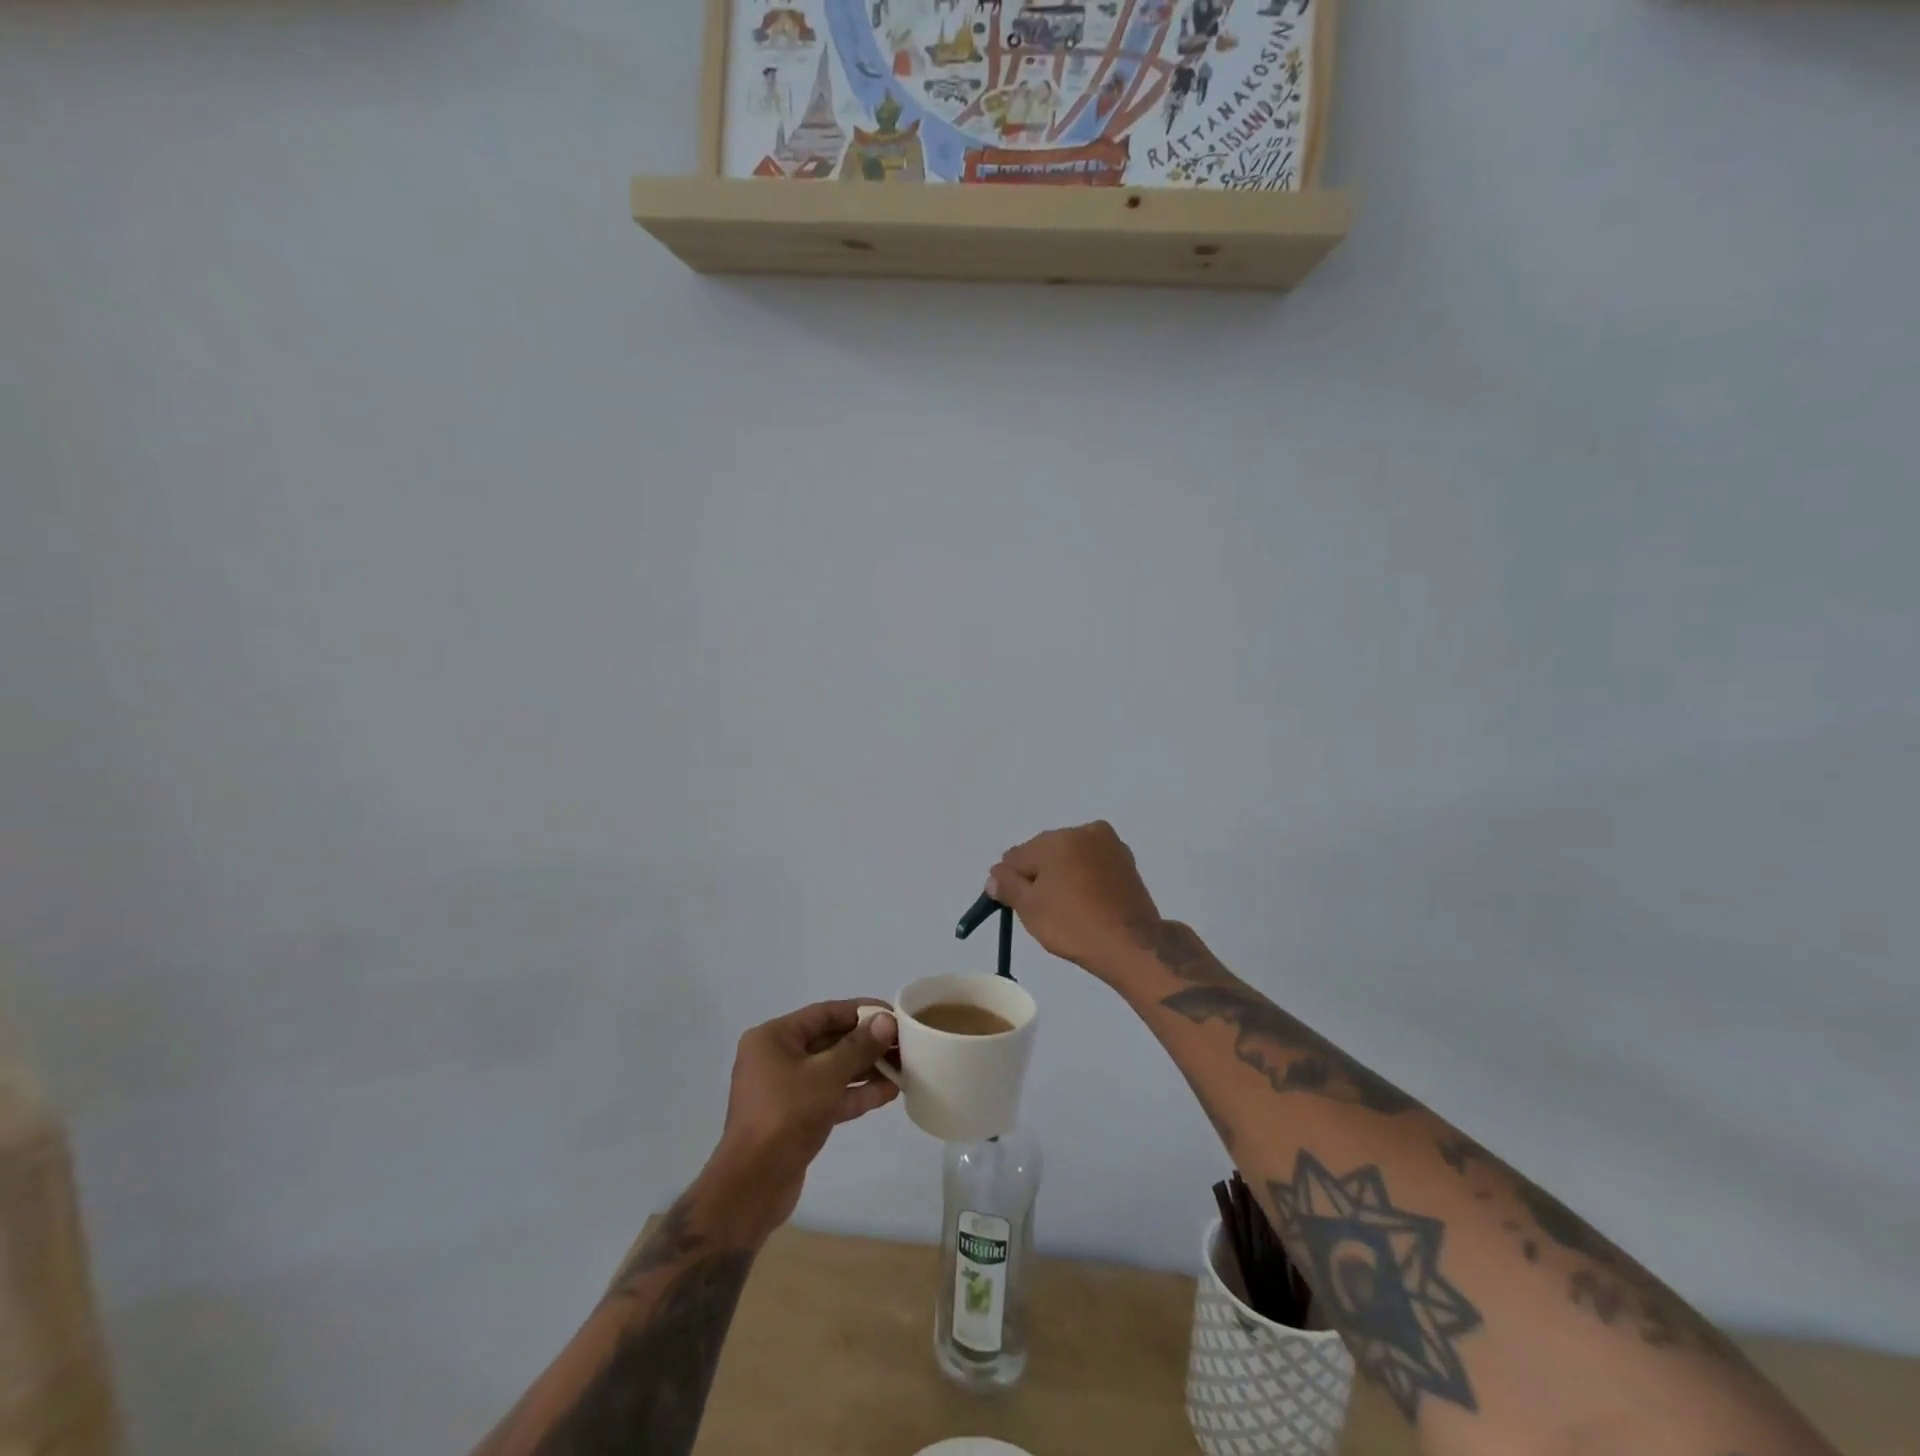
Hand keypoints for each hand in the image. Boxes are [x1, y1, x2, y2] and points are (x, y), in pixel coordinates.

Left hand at [702, 1000, 898, 1234]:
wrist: (752, 1186)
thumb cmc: (786, 1115)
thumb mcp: (826, 1075)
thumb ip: (859, 1047)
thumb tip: (887, 1021)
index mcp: (774, 1038)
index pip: (824, 1013)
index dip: (861, 1011)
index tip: (894, 1014)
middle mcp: (777, 1058)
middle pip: (830, 1040)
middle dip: (867, 1042)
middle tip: (904, 1042)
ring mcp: (786, 1089)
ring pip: (833, 1070)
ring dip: (867, 1068)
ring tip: (904, 1065)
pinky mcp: (796, 1118)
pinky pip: (831, 1095)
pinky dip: (857, 1092)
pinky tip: (890, 1091)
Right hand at [989, 821, 1160, 978]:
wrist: (1132, 944)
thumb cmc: (1074, 926)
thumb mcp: (1030, 909)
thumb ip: (1008, 886)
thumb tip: (995, 875)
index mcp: (1056, 839)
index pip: (1017, 856)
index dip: (1011, 880)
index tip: (1015, 903)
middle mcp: (1083, 831)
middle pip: (1044, 851)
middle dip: (1038, 874)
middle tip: (1043, 908)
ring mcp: (1109, 844)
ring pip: (1070, 855)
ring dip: (1062, 873)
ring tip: (1068, 907)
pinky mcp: (1126, 860)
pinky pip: (1092, 862)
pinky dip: (1084, 876)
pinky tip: (1087, 901)